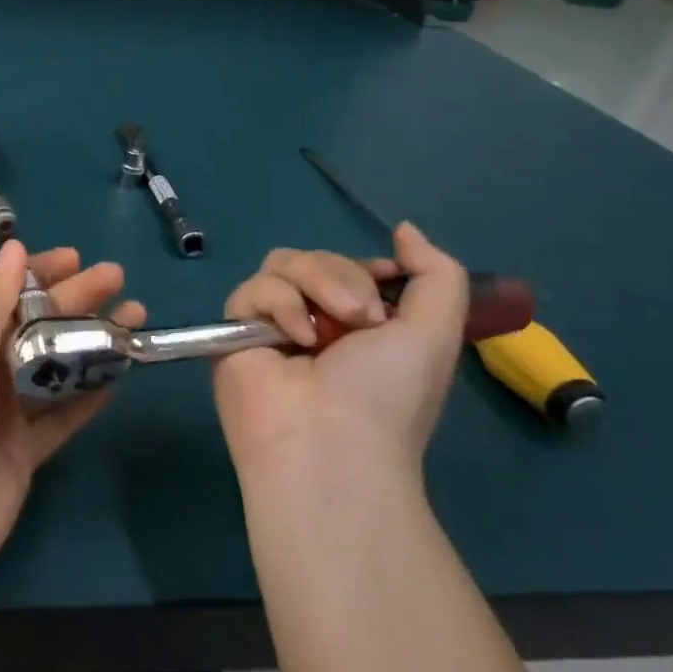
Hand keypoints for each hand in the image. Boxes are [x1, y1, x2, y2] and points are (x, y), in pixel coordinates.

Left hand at [0, 239, 143, 600]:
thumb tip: (13, 247)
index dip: (33, 273)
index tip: (74, 257)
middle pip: (29, 325)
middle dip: (71, 299)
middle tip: (116, 276)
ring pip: (50, 367)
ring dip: (88, 341)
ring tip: (134, 314)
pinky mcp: (21, 453)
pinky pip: (60, 415)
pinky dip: (87, 394)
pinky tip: (121, 372)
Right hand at [213, 223, 467, 482]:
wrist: (329, 442)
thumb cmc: (388, 395)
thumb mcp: (435, 334)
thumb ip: (436, 274)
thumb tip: (405, 228)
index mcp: (361, 324)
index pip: (352, 265)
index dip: (367, 266)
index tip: (386, 278)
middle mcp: (317, 318)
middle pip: (318, 257)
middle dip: (343, 277)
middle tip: (362, 318)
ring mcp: (274, 321)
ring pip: (283, 263)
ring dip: (314, 285)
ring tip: (327, 330)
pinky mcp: (236, 326)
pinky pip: (253, 288)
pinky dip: (279, 305)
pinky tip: (294, 338)